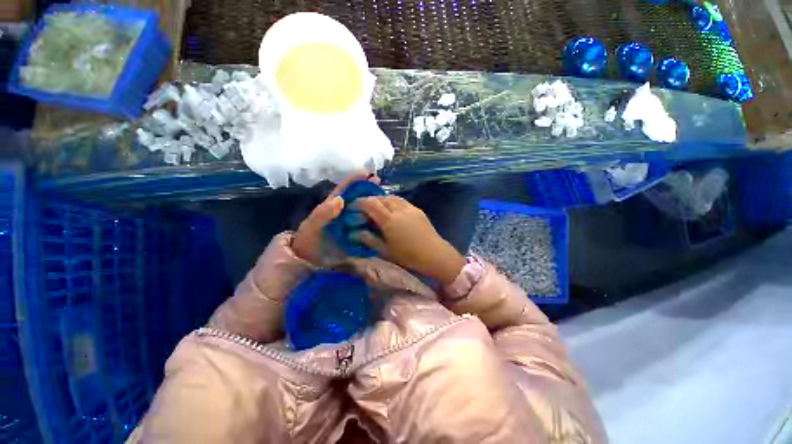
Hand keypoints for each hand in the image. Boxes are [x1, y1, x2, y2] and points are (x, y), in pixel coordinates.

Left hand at [292, 172, 378, 265]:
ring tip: (387, 202)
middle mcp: (343, 213)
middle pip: (358, 198)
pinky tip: (385, 221)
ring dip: (375, 205)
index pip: (344, 189)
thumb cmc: (308, 242)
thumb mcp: (311, 227)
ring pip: (365, 210)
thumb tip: (341, 200)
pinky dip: (376, 221)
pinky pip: (368, 225)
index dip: (355, 179)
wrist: (311, 263)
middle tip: (382, 187)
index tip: (368, 173)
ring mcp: (351, 224)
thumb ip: (323, 214)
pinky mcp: (357, 235)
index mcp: (332, 206)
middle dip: (370, 190)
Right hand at [352, 196, 464, 283]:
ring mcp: (410, 208)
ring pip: (392, 197)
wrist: (435, 255)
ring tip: (378, 208)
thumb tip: (355, 233)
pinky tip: (393, 210)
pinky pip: (402, 201)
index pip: (371, 204)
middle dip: (370, 200)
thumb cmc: (408, 256)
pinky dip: (393, 201)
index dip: (360, 202)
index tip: (354, 206)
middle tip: (365, 208)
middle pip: (381, 198)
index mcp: (389, 220)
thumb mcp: (385, 251)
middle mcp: (399, 209)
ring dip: (382, 199)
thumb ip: (369, 240)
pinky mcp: (417, 210)